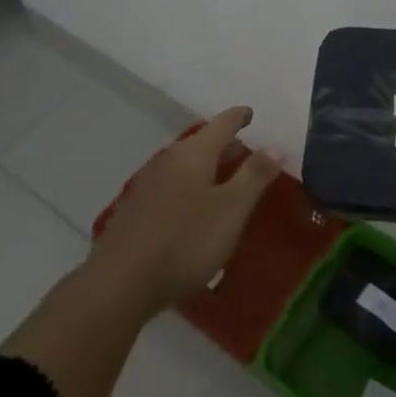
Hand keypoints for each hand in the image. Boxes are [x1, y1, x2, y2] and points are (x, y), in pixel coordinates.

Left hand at [86, 106, 282, 316]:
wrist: (120, 283)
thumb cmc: (185, 240)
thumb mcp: (231, 209)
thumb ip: (255, 176)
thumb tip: (275, 145)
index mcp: (194, 154)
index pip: (221, 124)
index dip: (238, 117)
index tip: (250, 113)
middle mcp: (169, 160)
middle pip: (201, 144)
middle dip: (224, 146)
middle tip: (245, 153)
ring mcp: (148, 185)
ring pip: (185, 166)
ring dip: (206, 169)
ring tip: (223, 182)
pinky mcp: (136, 211)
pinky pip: (172, 188)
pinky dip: (189, 189)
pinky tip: (193, 211)